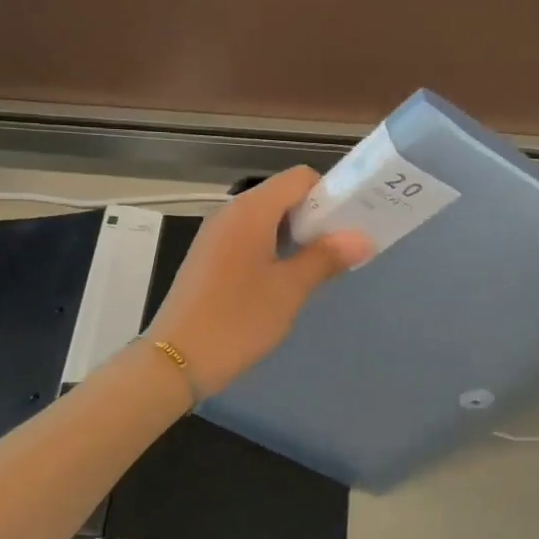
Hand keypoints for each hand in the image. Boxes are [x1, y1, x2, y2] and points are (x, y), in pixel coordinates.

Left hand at [147, 168, 372, 396]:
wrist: (176, 359)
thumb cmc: (238, 319)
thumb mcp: (289, 289)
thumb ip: (326, 258)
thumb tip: (362, 238)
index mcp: (251, 211)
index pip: (299, 178)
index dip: (329, 194)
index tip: (349, 225)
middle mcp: (231, 213)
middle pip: (283, 196)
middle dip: (315, 216)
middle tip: (340, 249)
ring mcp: (216, 235)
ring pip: (267, 219)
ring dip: (296, 235)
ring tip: (318, 267)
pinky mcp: (209, 257)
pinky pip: (250, 237)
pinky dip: (274, 248)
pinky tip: (284, 280)